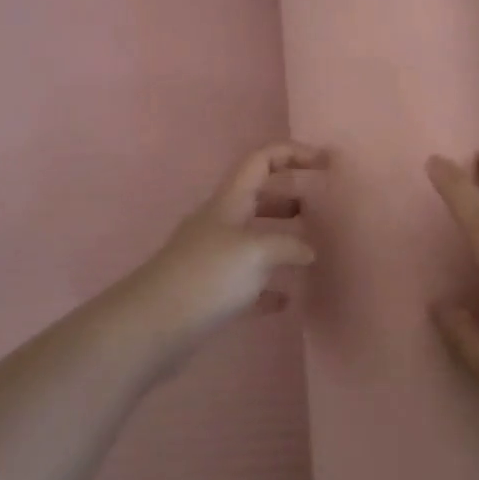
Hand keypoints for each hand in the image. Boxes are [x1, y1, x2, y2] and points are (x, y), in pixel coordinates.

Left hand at [123, 142, 326, 358]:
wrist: (152, 326)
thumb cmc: (207, 276)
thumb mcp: (255, 252)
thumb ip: (289, 245)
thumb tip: (308, 251)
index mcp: (230, 202)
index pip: (261, 160)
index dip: (293, 153)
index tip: (325, 162)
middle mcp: (220, 223)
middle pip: (258, 197)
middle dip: (289, 198)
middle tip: (320, 210)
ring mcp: (213, 257)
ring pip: (253, 238)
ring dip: (280, 239)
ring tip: (310, 252)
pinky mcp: (209, 291)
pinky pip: (246, 282)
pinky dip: (268, 285)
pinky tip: (286, 299)